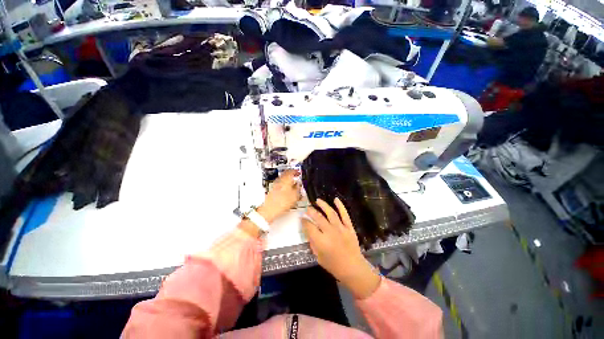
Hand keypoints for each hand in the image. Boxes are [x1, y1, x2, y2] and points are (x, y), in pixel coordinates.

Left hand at [257, 169, 300, 222]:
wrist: (269, 210)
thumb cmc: (281, 203)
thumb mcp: (295, 195)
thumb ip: (298, 188)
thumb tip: (299, 185)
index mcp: (286, 179)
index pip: (291, 171)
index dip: (296, 171)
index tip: (298, 172)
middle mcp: (279, 180)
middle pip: (286, 174)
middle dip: (292, 176)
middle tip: (296, 178)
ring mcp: (275, 185)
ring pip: (283, 180)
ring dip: (288, 181)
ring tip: (293, 186)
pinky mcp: (272, 190)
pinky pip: (280, 185)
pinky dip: (284, 186)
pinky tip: (287, 192)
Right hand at [302, 198, 380, 298]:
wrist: (353, 268)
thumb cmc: (334, 265)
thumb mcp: (318, 257)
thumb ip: (313, 243)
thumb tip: (309, 232)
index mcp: (321, 241)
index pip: (309, 227)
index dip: (304, 221)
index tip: (302, 218)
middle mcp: (330, 232)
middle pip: (318, 217)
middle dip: (311, 211)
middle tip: (308, 208)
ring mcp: (341, 228)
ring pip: (330, 213)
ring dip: (323, 205)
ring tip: (318, 200)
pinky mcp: (349, 227)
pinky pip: (344, 214)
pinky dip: (340, 206)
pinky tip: (336, 199)